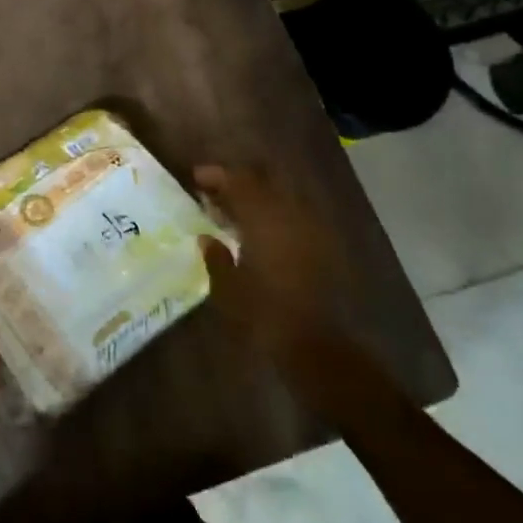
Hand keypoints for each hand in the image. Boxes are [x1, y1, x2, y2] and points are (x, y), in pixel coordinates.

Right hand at [194, 164, 350, 360]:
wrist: (317, 346)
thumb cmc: (264, 315)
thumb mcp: (228, 288)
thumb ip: (217, 257)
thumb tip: (207, 239)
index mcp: (265, 220)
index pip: (240, 182)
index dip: (217, 176)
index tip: (197, 177)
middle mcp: (291, 216)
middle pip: (264, 183)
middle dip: (239, 182)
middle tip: (215, 192)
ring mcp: (312, 230)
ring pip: (282, 197)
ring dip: (259, 198)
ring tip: (235, 211)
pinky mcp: (324, 247)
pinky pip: (296, 216)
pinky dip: (276, 215)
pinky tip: (261, 232)